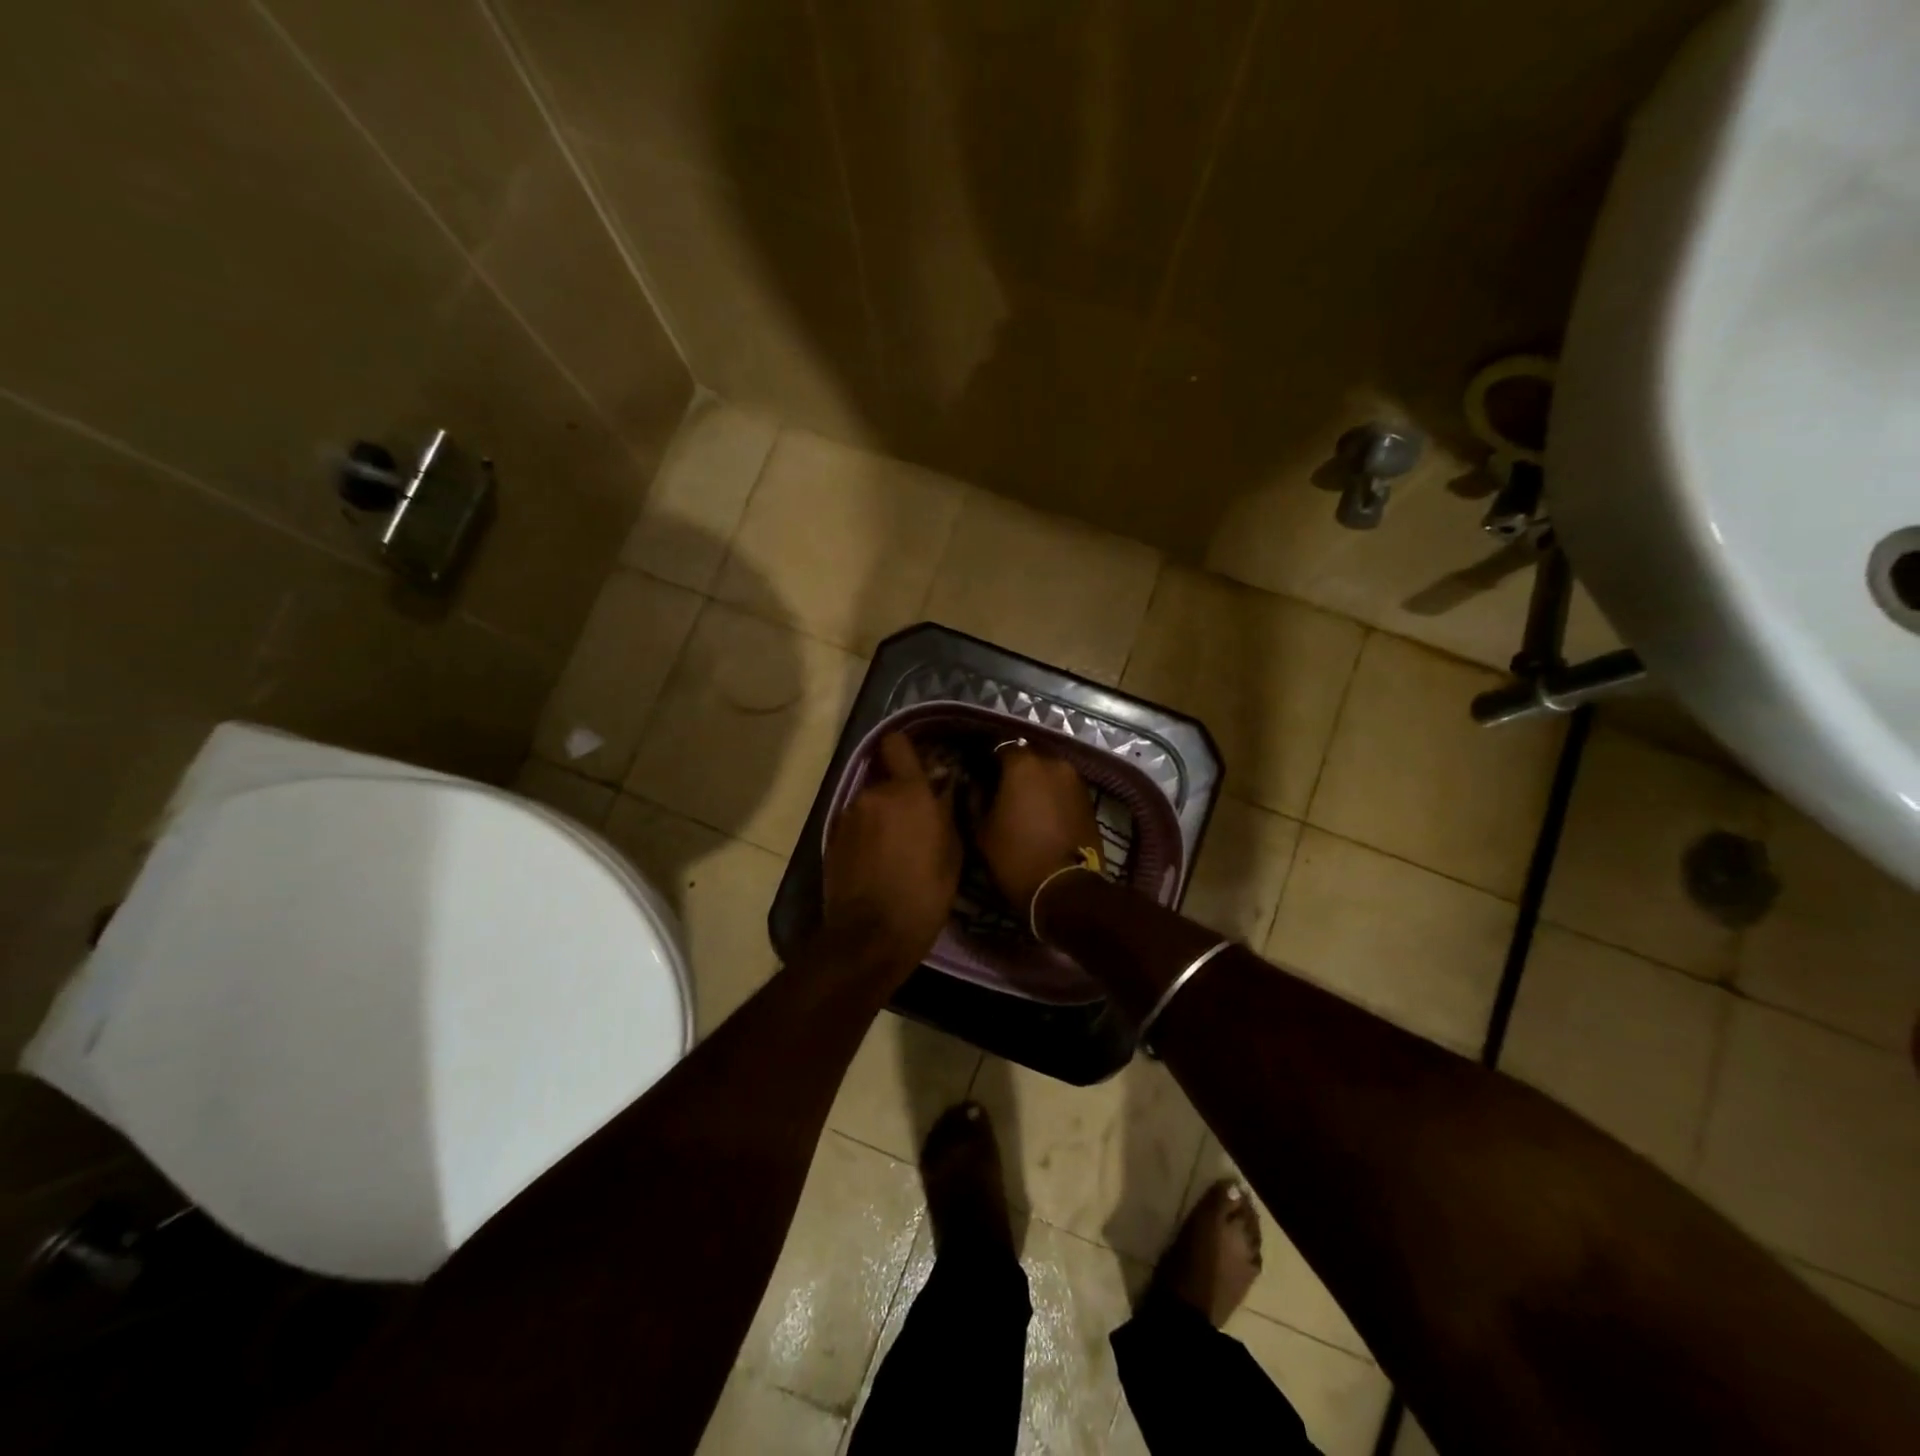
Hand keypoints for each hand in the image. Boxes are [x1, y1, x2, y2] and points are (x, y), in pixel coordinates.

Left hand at [823, 733, 961, 972]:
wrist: (870, 936)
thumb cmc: (924, 894)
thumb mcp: (952, 852)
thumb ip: (946, 810)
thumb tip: (943, 787)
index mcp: (907, 792)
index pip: (897, 744)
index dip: (906, 748)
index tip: (919, 762)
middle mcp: (872, 794)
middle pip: (886, 779)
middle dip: (900, 794)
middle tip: (916, 822)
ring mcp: (847, 816)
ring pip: (870, 803)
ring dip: (882, 816)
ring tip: (895, 848)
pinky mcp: (831, 838)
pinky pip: (856, 824)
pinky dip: (866, 834)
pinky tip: (876, 861)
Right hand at [976, 746, 1102, 913]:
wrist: (1065, 888)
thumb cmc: (1015, 856)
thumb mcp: (982, 829)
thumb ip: (974, 797)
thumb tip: (973, 782)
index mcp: (1023, 764)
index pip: (999, 746)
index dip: (986, 758)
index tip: (977, 772)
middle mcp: (1053, 762)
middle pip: (1027, 755)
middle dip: (1013, 766)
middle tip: (998, 786)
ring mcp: (1075, 779)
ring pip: (1047, 770)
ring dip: (1034, 779)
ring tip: (1021, 800)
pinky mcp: (1088, 798)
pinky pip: (1062, 786)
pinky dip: (1051, 792)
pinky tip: (1041, 811)